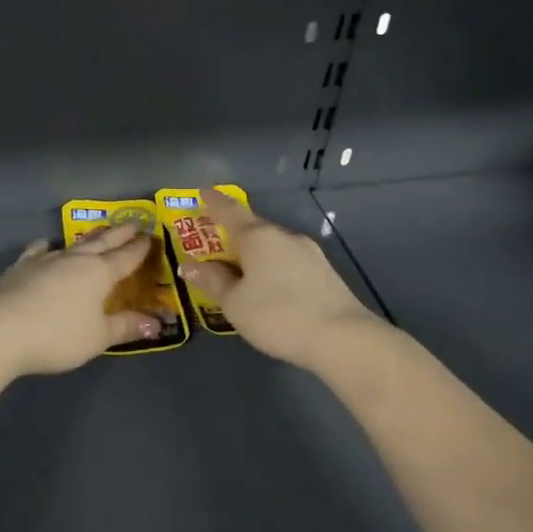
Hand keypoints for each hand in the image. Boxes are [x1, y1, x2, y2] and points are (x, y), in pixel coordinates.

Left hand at [0, 224, 164, 378]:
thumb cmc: (57, 336)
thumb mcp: (97, 337)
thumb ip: (125, 327)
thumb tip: (155, 322)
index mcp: (99, 273)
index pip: (126, 257)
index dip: (140, 248)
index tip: (152, 236)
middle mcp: (74, 260)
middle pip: (102, 242)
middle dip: (119, 234)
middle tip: (133, 222)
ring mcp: (44, 261)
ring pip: (72, 244)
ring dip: (88, 238)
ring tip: (97, 232)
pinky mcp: (19, 268)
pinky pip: (38, 252)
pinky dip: (46, 247)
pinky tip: (45, 245)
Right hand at [178, 189, 381, 370]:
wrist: (342, 338)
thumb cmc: (277, 315)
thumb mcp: (234, 303)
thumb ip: (212, 281)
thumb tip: (189, 264)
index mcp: (258, 237)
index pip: (230, 211)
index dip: (214, 202)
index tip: (203, 193)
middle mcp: (284, 236)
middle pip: (252, 228)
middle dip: (232, 233)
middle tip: (213, 242)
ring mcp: (309, 252)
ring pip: (272, 245)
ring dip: (253, 252)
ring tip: (237, 268)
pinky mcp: (323, 271)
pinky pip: (287, 260)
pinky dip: (271, 265)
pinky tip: (267, 284)